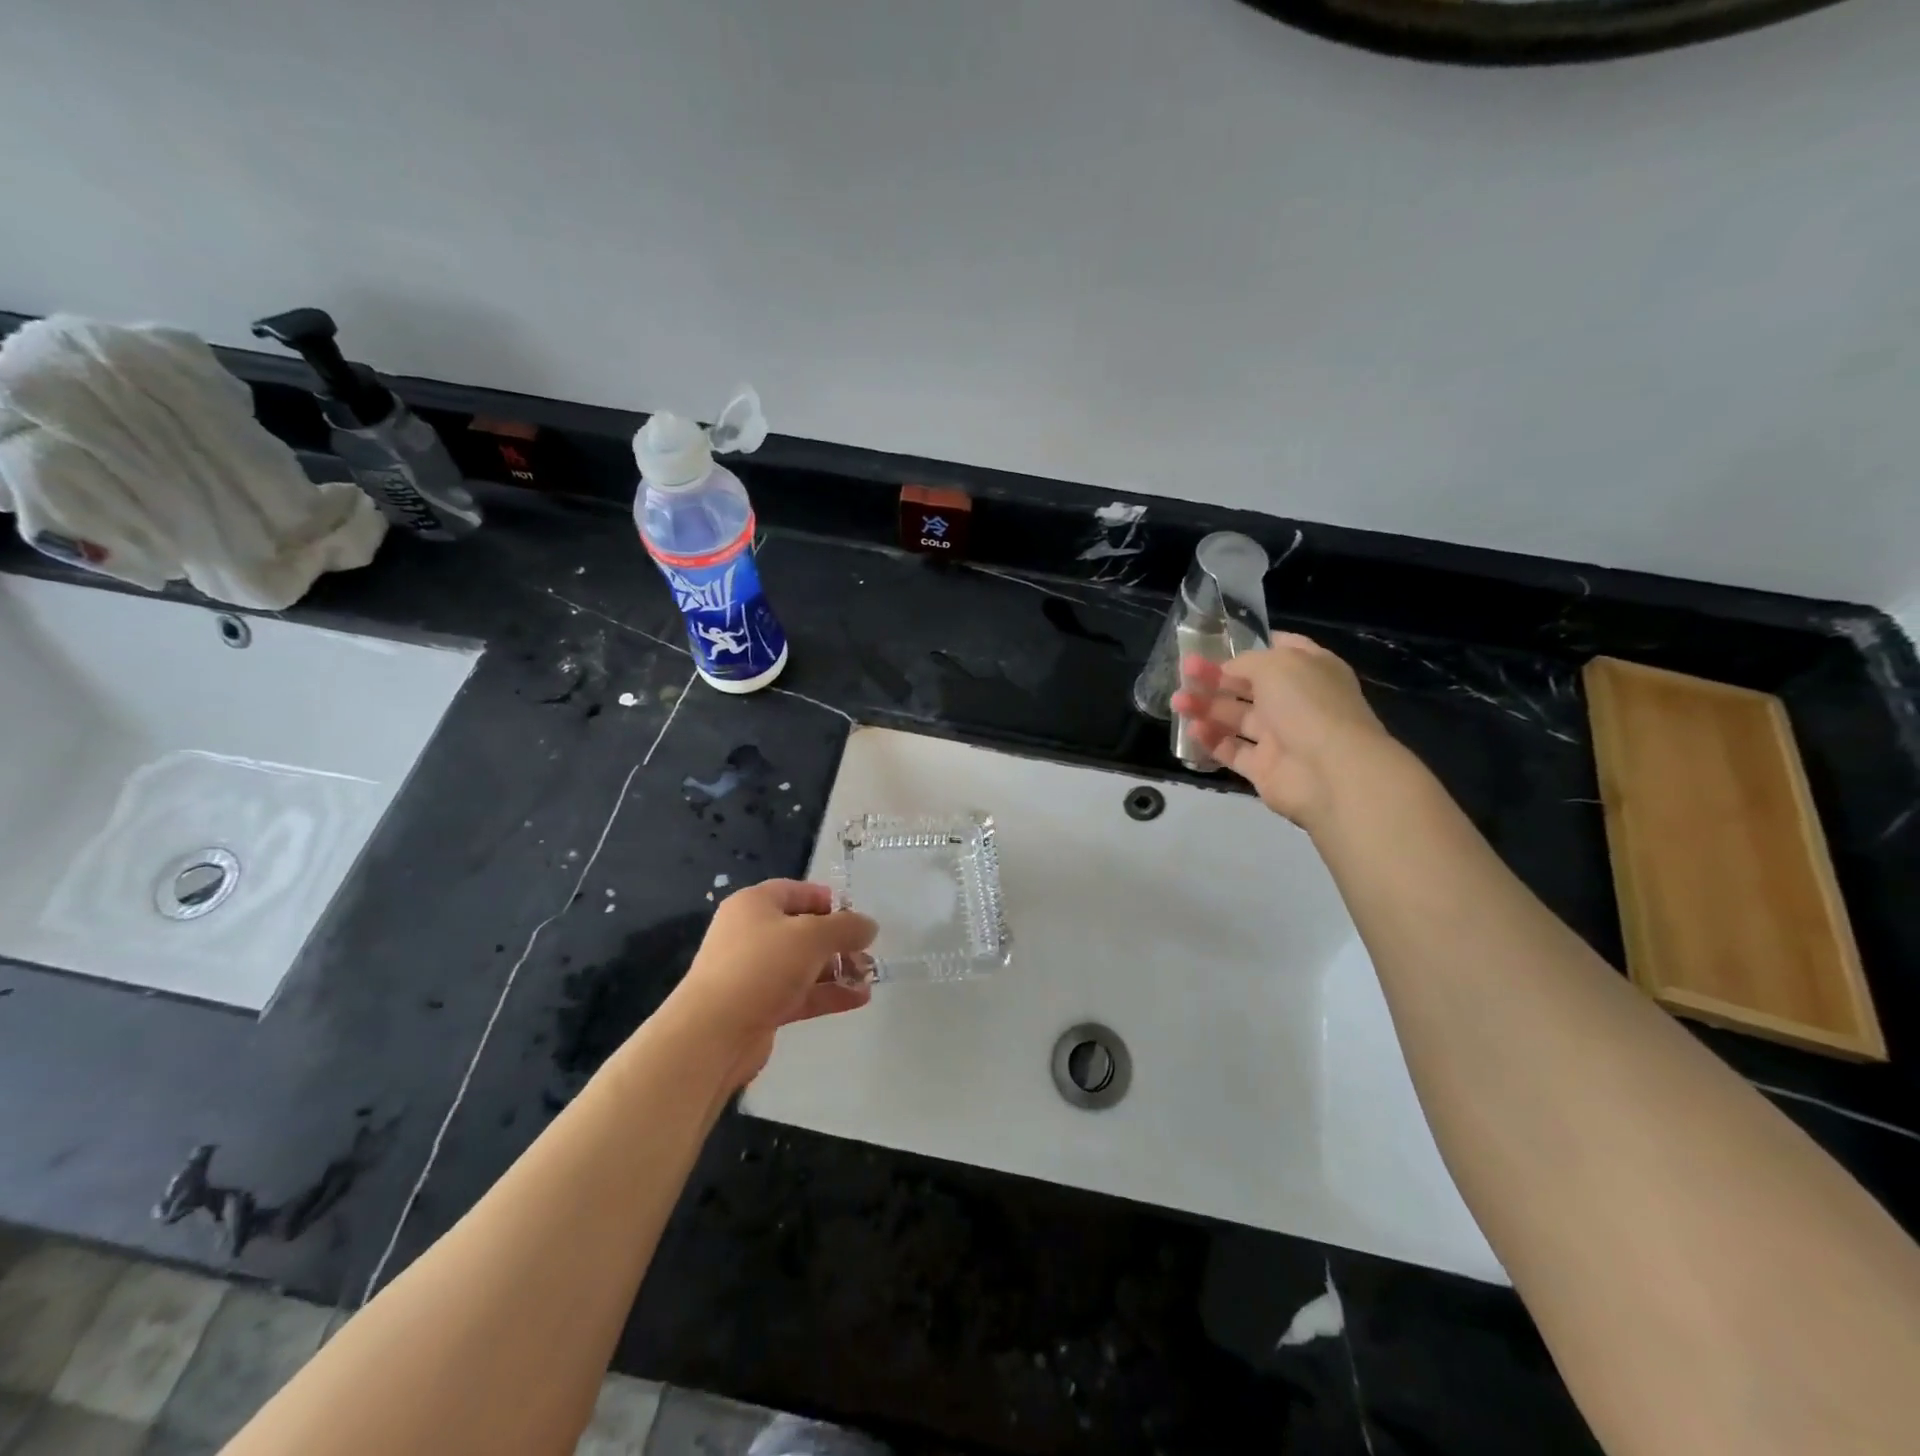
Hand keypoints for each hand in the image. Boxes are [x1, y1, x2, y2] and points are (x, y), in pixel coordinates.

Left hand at [663, 879, 876, 1089]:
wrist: (713, 1034)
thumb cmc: (762, 966)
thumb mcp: (812, 936)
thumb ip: (846, 927)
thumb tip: (869, 926)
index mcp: (754, 905)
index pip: (794, 891)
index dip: (825, 898)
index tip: (854, 914)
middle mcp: (751, 934)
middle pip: (801, 929)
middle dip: (837, 940)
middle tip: (867, 951)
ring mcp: (753, 973)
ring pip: (802, 964)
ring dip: (836, 969)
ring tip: (869, 977)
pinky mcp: (759, 1006)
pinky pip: (799, 993)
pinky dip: (826, 994)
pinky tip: (858, 999)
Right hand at [1170, 636, 1397, 831]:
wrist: (1331, 771)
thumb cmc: (1308, 705)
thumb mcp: (1276, 664)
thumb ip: (1246, 661)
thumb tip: (1227, 670)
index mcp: (1310, 670)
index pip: (1281, 650)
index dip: (1251, 646)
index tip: (1219, 643)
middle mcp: (1296, 701)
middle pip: (1249, 685)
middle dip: (1216, 677)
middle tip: (1185, 671)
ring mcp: (1281, 737)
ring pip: (1236, 717)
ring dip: (1206, 708)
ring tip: (1177, 702)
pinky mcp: (1265, 768)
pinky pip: (1233, 750)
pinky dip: (1212, 740)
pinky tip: (1193, 730)